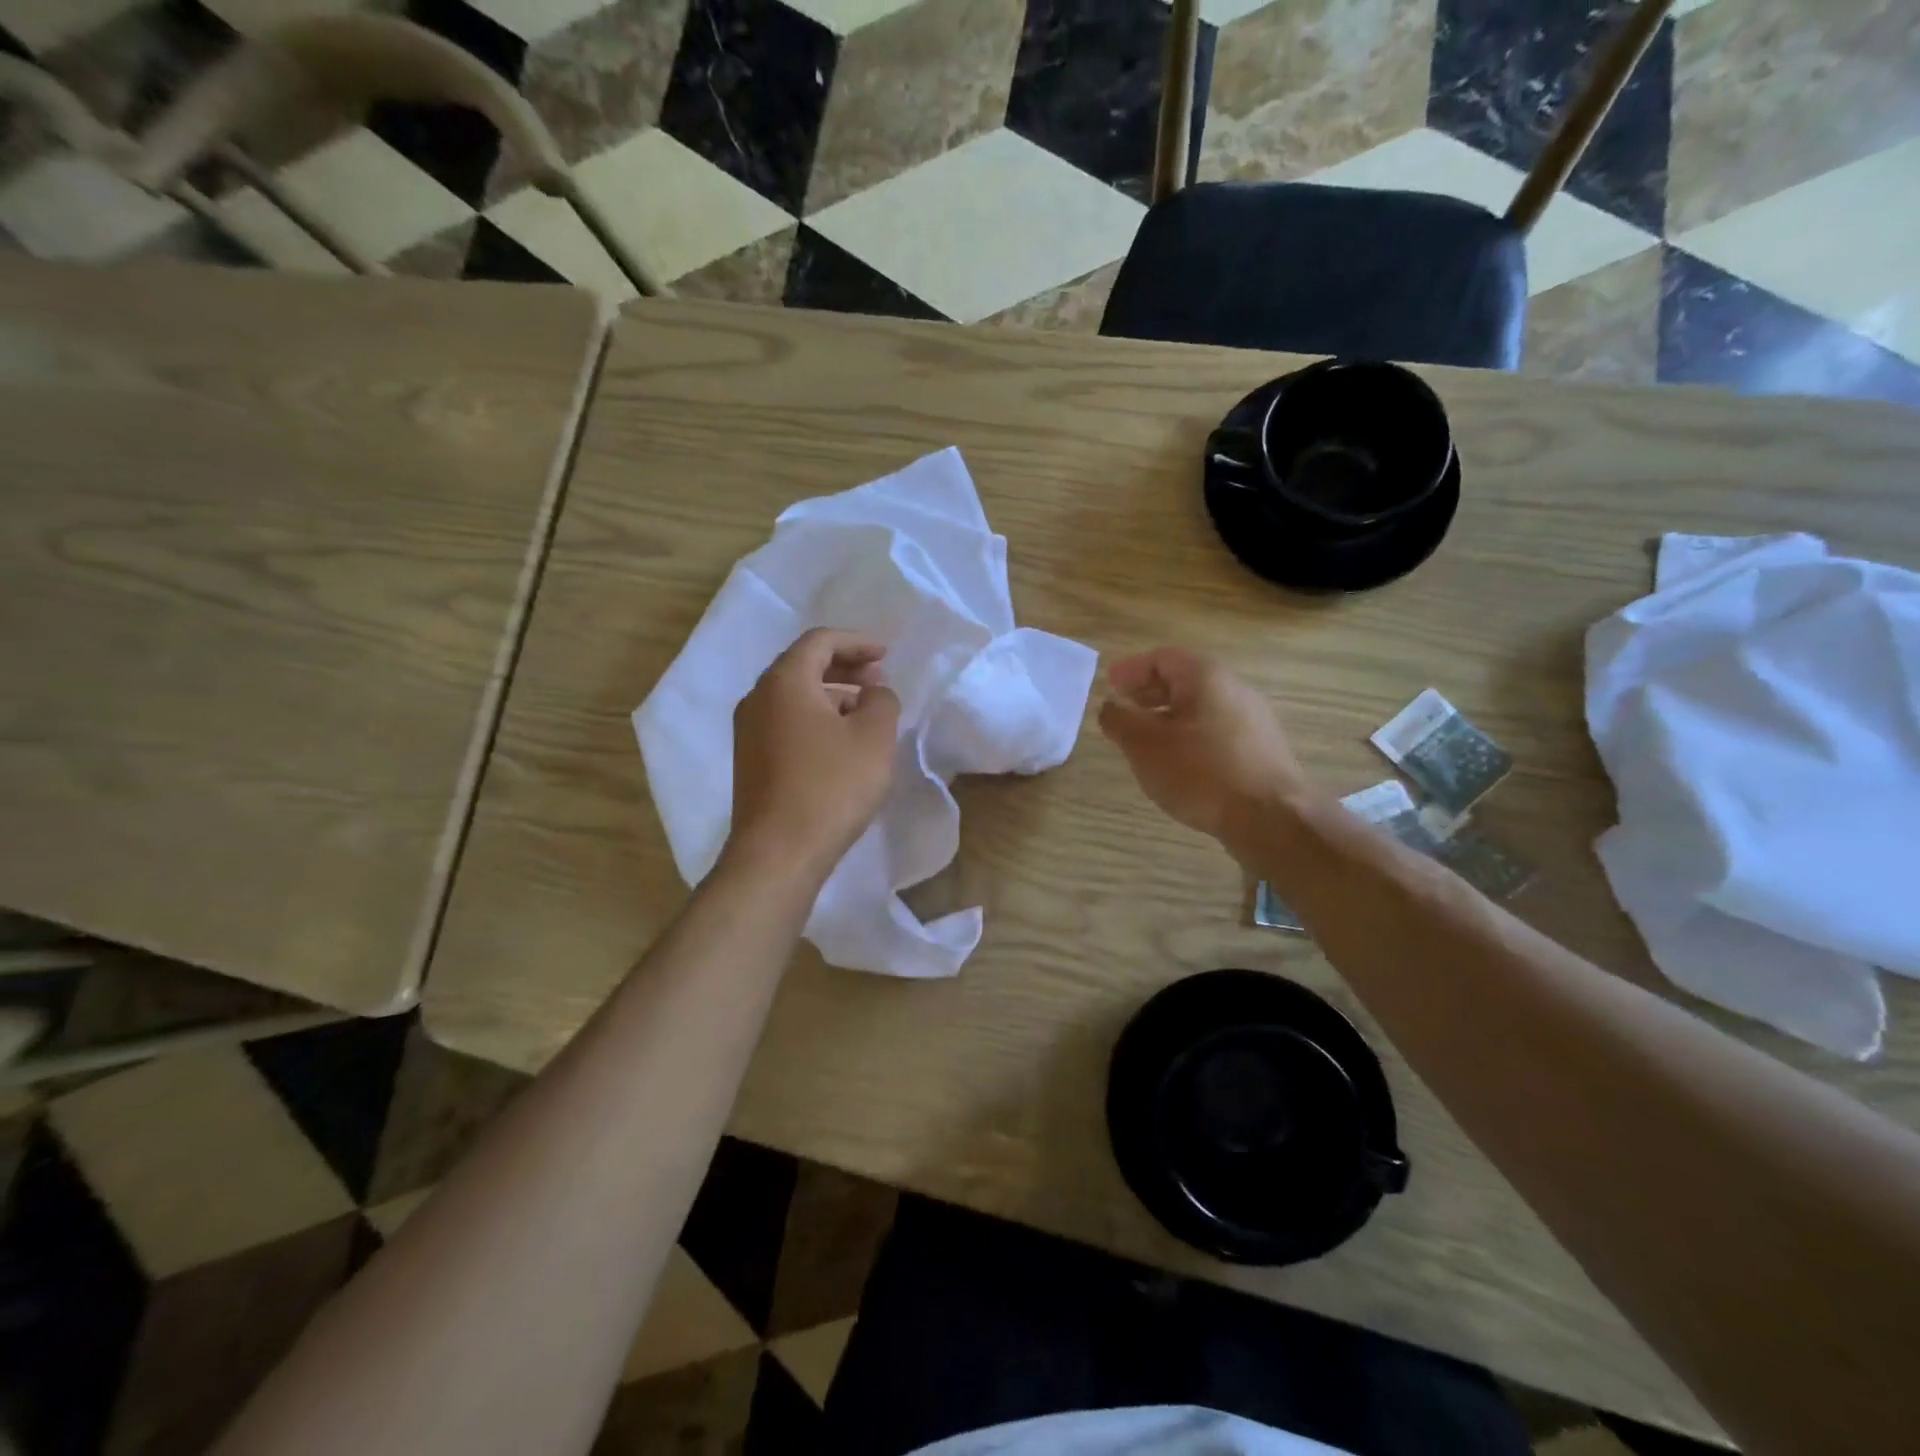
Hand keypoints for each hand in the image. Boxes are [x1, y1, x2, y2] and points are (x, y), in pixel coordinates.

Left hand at [725, 628, 901, 883]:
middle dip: (844, 666)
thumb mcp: (874, 737)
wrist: (778, 852)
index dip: (857, 642)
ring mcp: (748, 731)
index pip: (820, 641)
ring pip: (794, 696)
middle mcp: (757, 698)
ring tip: (866, 711)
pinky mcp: (750, 761)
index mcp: (784, 681)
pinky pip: (786, 722)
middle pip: (803, 665)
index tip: (886, 653)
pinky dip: (816, 718)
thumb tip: (874, 692)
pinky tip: (840, 742)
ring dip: (831, 694)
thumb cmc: (831, 786)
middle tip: (878, 679)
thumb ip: (882, 701)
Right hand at [1098, 647, 1312, 848]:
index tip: (1110, 685)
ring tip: (1146, 738)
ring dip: (1168, 716)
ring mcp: (1253, 719)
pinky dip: (1189, 735)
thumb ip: (1119, 721)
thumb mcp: (1144, 745)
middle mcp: (1234, 688)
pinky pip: (1216, 729)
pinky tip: (1178, 761)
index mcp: (1205, 676)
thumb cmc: (1200, 771)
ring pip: (1200, 707)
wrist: (1270, 817)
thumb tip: (1109, 707)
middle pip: (1184, 680)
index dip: (1131, 670)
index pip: (1162, 658)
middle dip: (1149, 692)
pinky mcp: (1261, 749)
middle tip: (1124, 707)